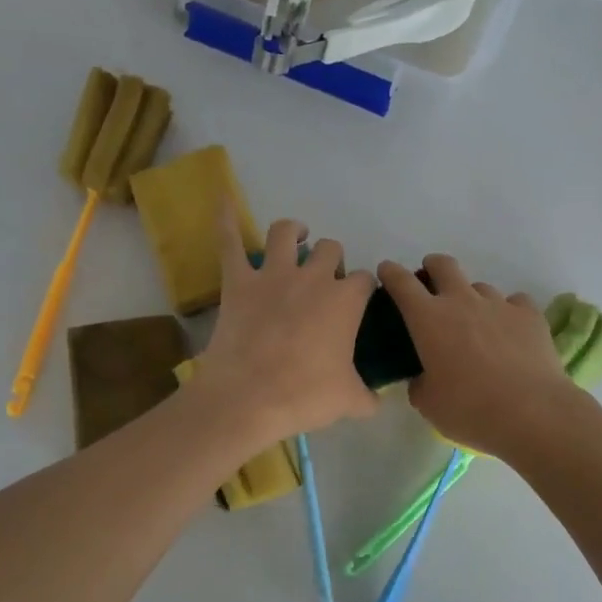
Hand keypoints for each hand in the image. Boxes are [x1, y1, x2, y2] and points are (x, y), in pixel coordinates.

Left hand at [190, 215, 377, 447]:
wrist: (250, 397)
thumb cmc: (305, 395)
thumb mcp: (348, 401)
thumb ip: (368, 397)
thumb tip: (377, 402)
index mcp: (346, 300)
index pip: (364, 280)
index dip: (362, 289)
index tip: (357, 303)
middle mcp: (314, 277)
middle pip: (331, 250)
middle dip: (331, 260)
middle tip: (323, 281)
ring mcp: (274, 275)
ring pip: (286, 233)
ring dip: (293, 232)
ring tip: (296, 238)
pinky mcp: (239, 281)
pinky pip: (230, 241)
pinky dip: (226, 219)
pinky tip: (223, 199)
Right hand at [377, 254, 577, 457]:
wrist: (532, 413)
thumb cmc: (470, 409)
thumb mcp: (428, 404)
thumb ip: (419, 383)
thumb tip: (423, 377)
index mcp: (428, 319)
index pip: (401, 283)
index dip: (391, 273)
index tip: (386, 272)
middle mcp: (461, 301)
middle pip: (443, 265)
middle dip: (432, 267)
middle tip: (430, 283)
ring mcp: (498, 304)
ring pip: (479, 286)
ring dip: (471, 299)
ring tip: (476, 324)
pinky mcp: (529, 314)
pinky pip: (514, 302)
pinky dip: (507, 313)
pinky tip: (510, 332)